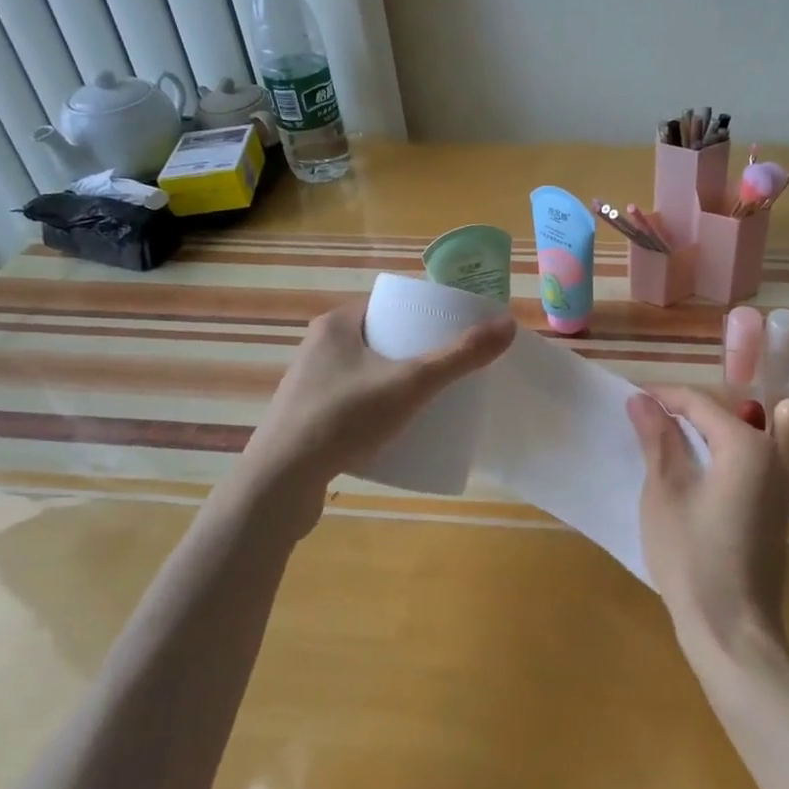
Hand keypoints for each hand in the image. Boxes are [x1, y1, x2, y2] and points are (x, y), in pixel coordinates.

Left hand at [251, 299, 516, 487]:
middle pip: (379, 339)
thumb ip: (459, 356)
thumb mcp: (411, 383)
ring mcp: (309, 385)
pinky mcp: (306, 419)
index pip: (387, 305)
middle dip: (413, 351)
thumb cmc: (344, 418)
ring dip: (394, 380)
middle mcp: (317, 348)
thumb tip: (508, 325)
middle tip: (447, 367)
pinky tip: (394, 427)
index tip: (451, 331)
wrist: (280, 483)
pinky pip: (351, 402)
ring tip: (428, 398)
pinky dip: (375, 407)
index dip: (421, 314)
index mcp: (336, 325)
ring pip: (364, 372)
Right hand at [628, 385, 788, 665]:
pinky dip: (720, 454)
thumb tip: (642, 400)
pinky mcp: (775, 507)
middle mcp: (772, 455)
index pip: (700, 402)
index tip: (630, 398)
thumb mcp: (665, 492)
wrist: (733, 630)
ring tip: (666, 441)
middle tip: (644, 419)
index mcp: (746, 445)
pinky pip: (748, 461)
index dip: (663, 395)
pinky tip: (693, 471)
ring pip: (740, 435)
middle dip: (684, 410)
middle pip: (723, 415)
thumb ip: (658, 439)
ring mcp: (780, 483)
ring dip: (704, 431)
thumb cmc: (692, 557)